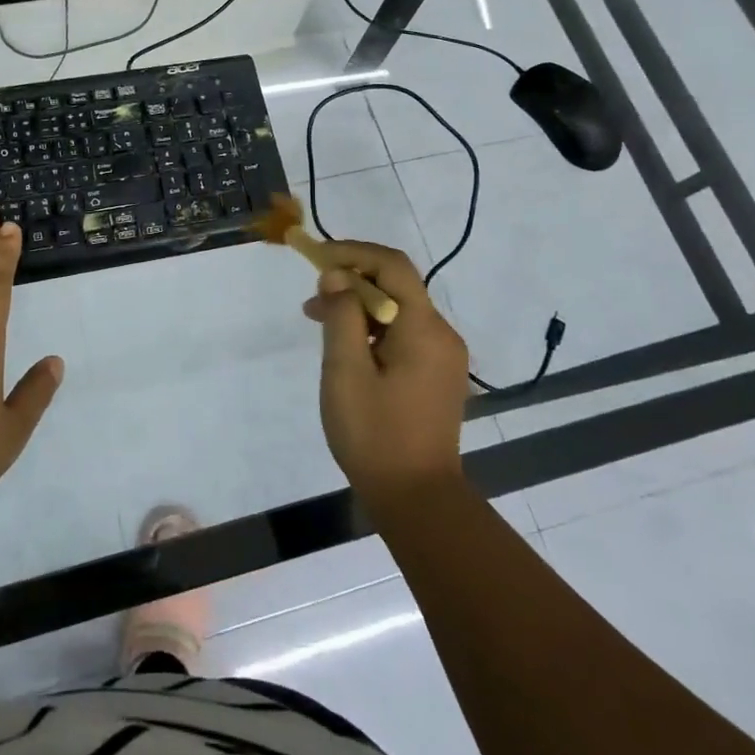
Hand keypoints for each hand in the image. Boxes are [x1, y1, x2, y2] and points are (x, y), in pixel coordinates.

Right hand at [303, 241, 468, 507]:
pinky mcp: (437, 375)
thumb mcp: (346, 371)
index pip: (392, 265)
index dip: (353, 253)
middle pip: (396, 285)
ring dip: (359, 307)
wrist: (418, 501)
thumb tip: (336, 276)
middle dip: (351, 282)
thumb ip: (341, 315)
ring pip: (398, 311)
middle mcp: (442, 334)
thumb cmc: (376, 435)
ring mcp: (443, 357)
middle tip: (312, 301)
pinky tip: (347, 350)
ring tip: (319, 322)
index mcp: (424, 328)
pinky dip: (372, 330)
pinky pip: (404, 334)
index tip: (317, 260)